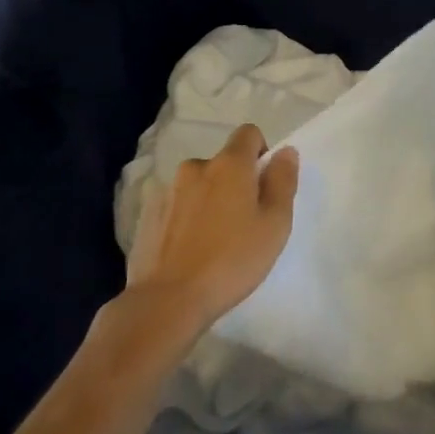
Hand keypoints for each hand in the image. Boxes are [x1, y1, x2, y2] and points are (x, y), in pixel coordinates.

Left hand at [126, 124, 298, 328]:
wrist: (168, 300)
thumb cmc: (232, 260)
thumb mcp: (275, 223)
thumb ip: (283, 181)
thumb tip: (285, 151)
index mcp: (229, 164)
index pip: (248, 133)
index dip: (261, 152)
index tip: (264, 185)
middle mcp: (196, 167)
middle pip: (223, 162)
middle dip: (235, 181)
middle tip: (244, 221)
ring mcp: (168, 190)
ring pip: (199, 184)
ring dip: (209, 199)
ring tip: (214, 239)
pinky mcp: (148, 215)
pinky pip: (177, 205)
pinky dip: (187, 217)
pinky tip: (190, 248)